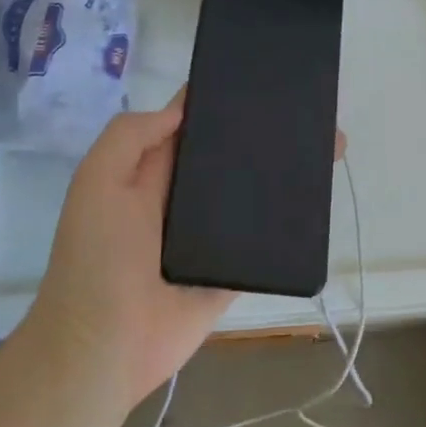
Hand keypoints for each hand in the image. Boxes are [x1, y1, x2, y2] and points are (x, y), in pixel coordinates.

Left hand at [29, 88, 346, 405]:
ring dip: (284, 174)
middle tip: (311, 110)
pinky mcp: (232, 272)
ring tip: (328, 146)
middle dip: (263, 134)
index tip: (262, 77)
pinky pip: (266, 242)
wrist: (103, 349)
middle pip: (229, 157)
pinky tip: (322, 199)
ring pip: (254, 196)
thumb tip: (182, 108)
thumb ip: (131, 137)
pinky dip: (290, 224)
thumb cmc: (97, 257)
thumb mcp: (97, 182)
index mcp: (152, 172)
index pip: (190, 124)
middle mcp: (184, 199)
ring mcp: (211, 237)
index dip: (219, 99)